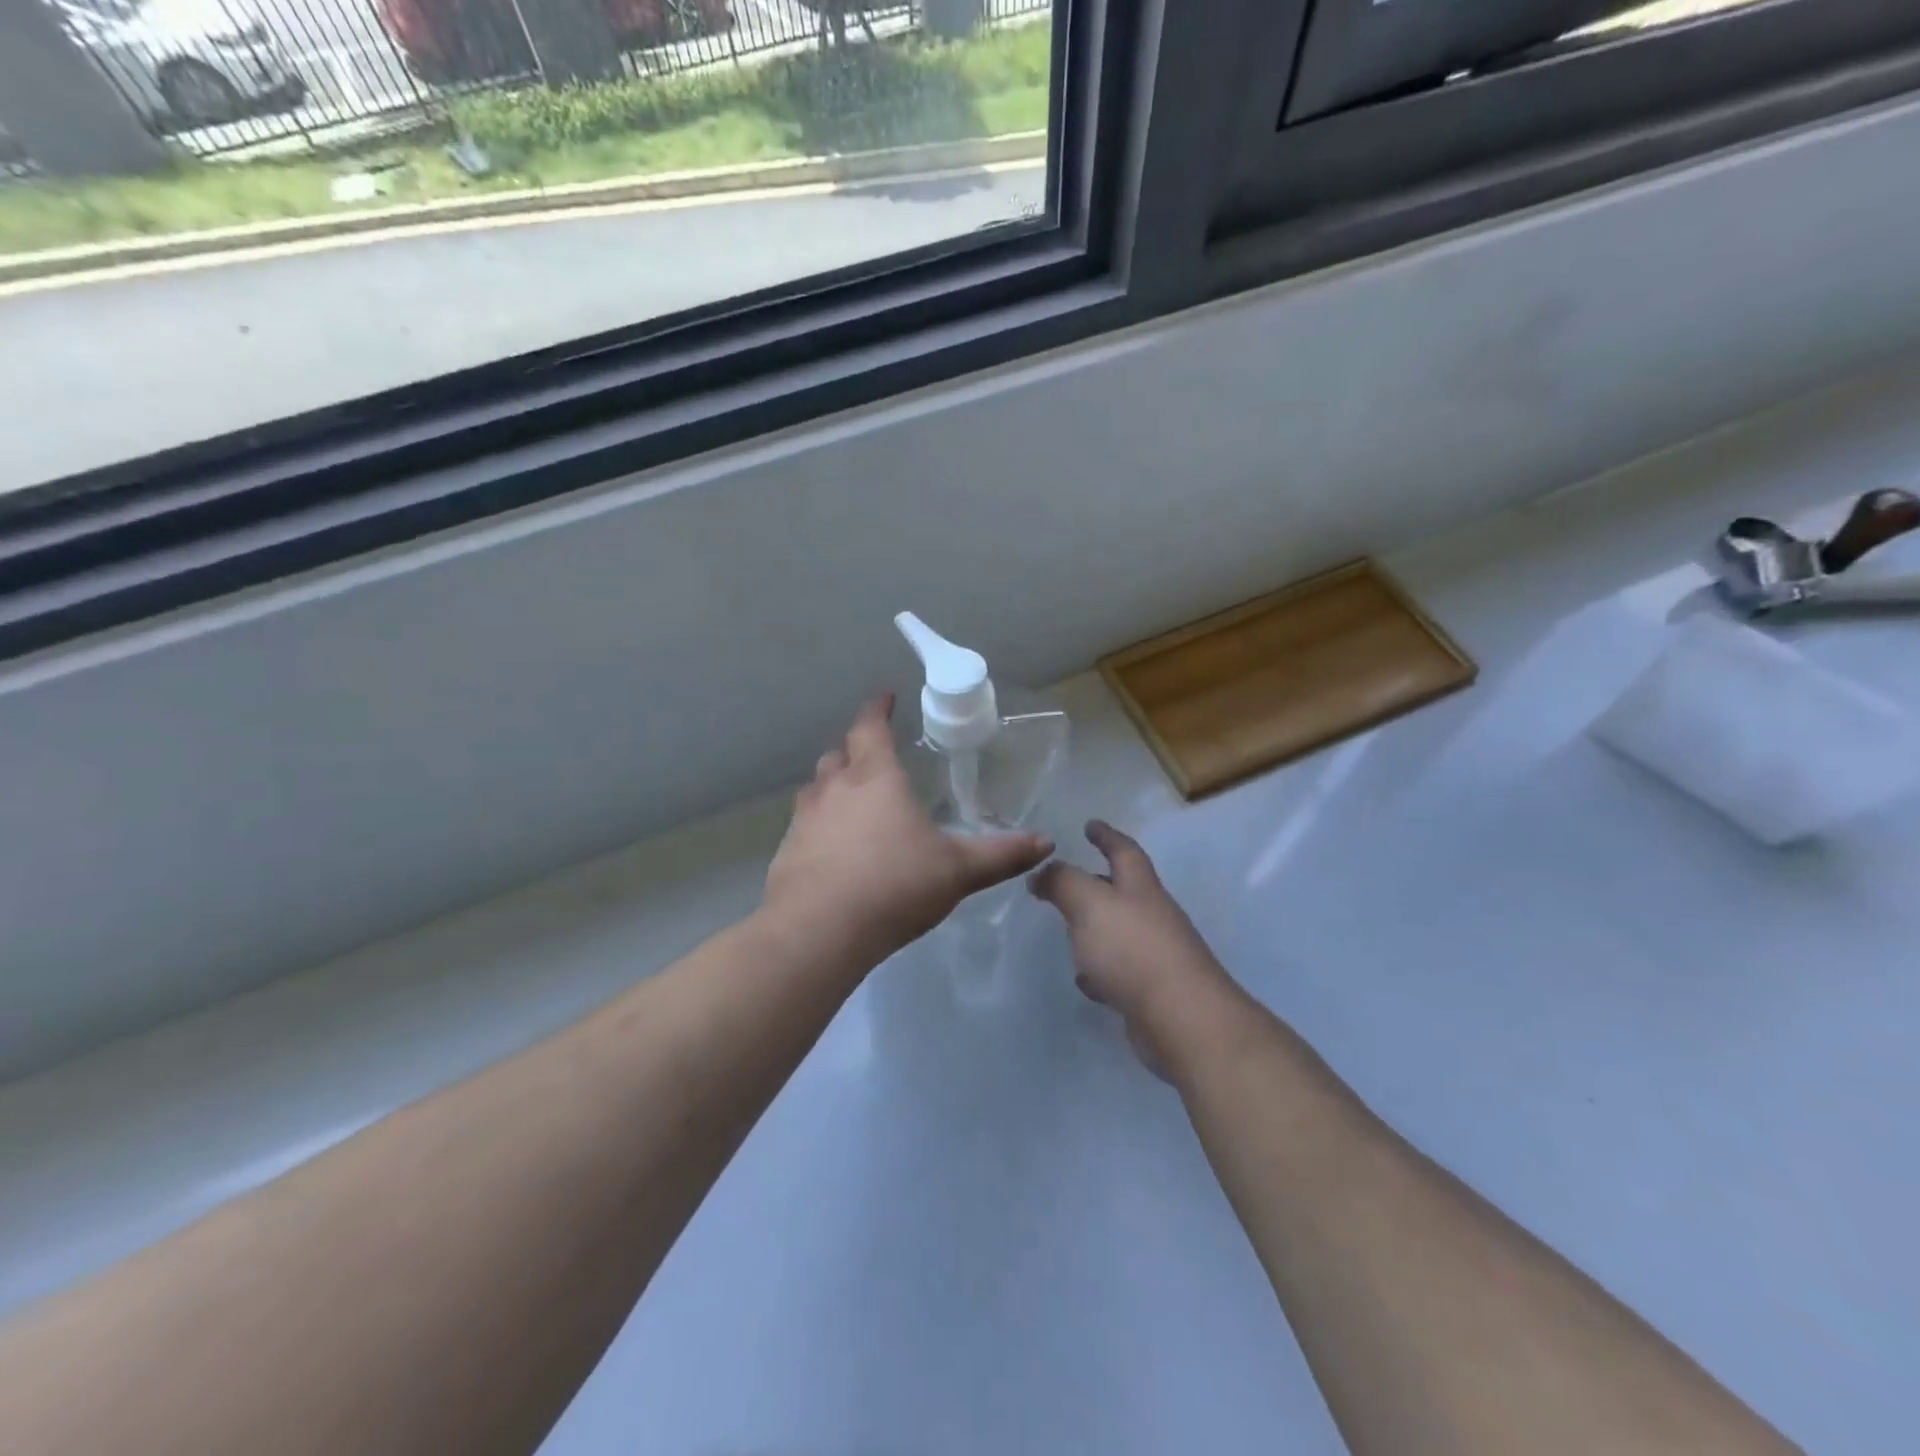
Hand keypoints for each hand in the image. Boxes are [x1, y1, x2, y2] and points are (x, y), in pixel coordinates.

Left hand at [764, 696, 1053, 962]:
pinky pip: (803, 825)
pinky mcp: (786, 853)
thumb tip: (1046, 843)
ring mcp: (804, 821)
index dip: (878, 709)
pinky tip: (832, 849)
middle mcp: (834, 790)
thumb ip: (1001, 855)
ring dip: (832, 785)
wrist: (818, 932)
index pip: (870, 728)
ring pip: (816, 788)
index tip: (886, 697)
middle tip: (873, 754)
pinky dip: (819, 825)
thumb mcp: (957, 870)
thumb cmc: (894, 885)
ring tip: (852, 798)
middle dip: (855, 748)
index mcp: (875, 779)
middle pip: (838, 754)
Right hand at [1029, 821, 1246, 1076]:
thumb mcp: (1089, 903)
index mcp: (1140, 888)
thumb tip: (1041, 873)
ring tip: (1069, 928)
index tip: (1090, 825)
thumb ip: (1062, 882)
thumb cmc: (1133, 949)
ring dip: (1097, 928)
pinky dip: (1101, 970)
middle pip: (1124, 891)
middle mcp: (1153, 916)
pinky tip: (1085, 980)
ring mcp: (1156, 956)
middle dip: (1098, 882)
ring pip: (1120, 932)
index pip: (1124, 851)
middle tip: (1069, 880)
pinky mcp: (1152, 993)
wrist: (1181, 1019)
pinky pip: (1120, 972)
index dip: (1106, 836)